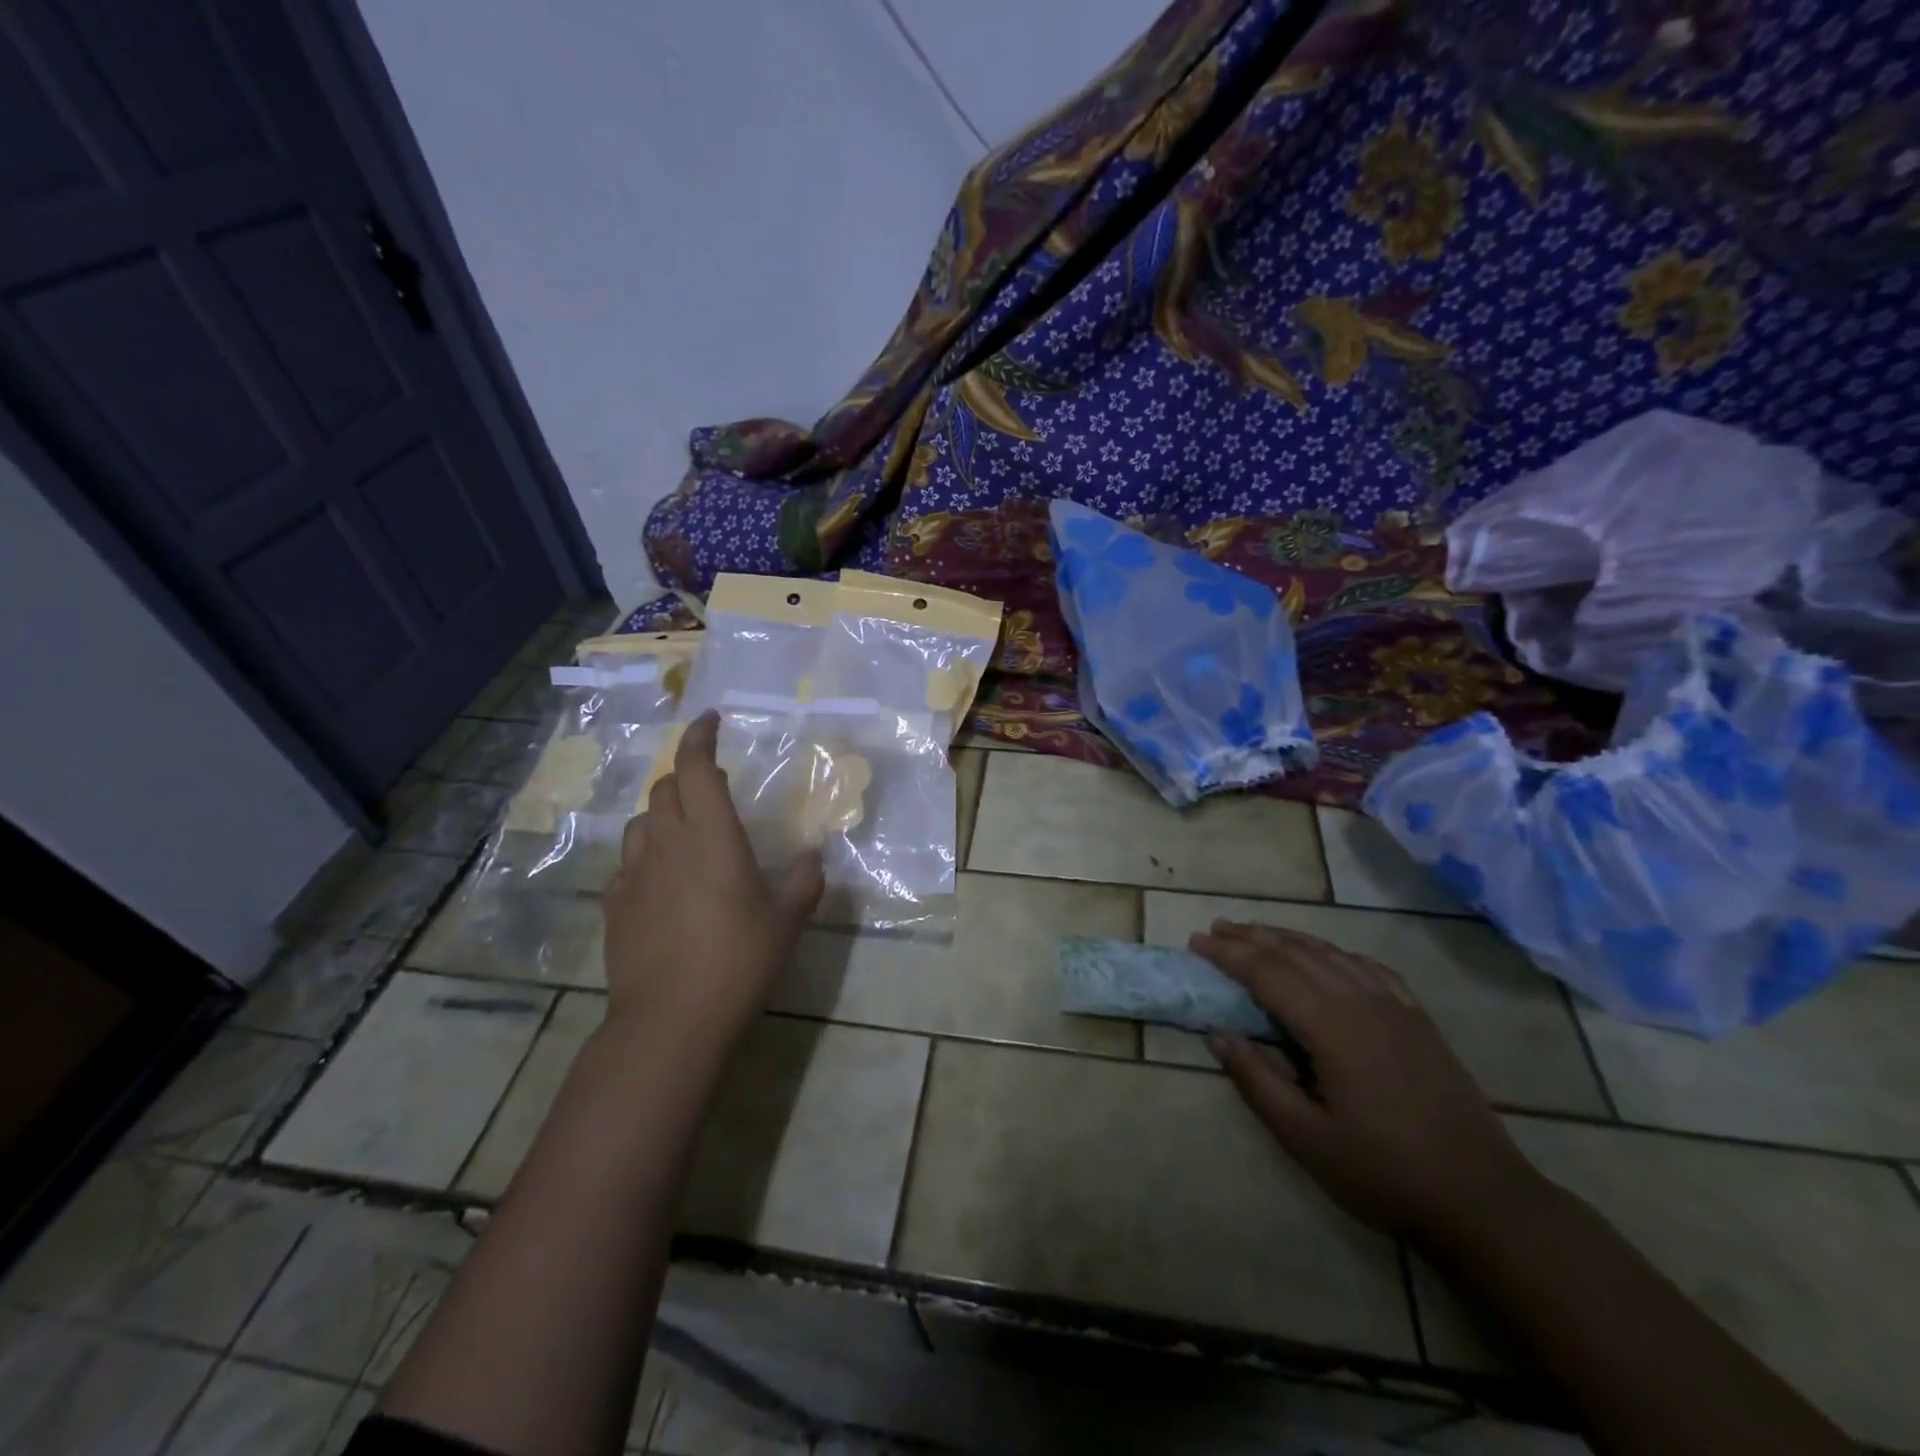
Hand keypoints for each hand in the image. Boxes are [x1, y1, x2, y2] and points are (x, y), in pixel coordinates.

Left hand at [603, 711, 822, 1058]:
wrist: (669, 1021)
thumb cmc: (737, 961)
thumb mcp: (786, 922)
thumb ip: (803, 882)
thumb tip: (813, 859)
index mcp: (711, 836)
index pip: (697, 767)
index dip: (700, 737)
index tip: (711, 720)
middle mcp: (667, 844)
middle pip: (665, 789)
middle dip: (686, 776)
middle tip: (713, 786)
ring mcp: (634, 875)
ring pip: (641, 823)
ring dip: (663, 814)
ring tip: (686, 832)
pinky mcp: (615, 906)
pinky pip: (628, 863)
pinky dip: (647, 855)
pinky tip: (662, 880)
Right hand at [1192, 921, 1542, 1244]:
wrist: (1482, 1199)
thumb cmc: (1384, 1173)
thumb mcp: (1306, 1138)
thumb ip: (1258, 1080)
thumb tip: (1218, 1034)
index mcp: (1331, 1028)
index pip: (1268, 973)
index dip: (1228, 954)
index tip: (1196, 942)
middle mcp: (1362, 1002)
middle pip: (1297, 954)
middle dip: (1252, 937)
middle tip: (1215, 929)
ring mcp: (1396, 1006)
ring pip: (1331, 953)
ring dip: (1288, 938)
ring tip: (1256, 932)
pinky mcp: (1418, 1019)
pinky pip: (1368, 967)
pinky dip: (1334, 952)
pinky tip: (1325, 955)